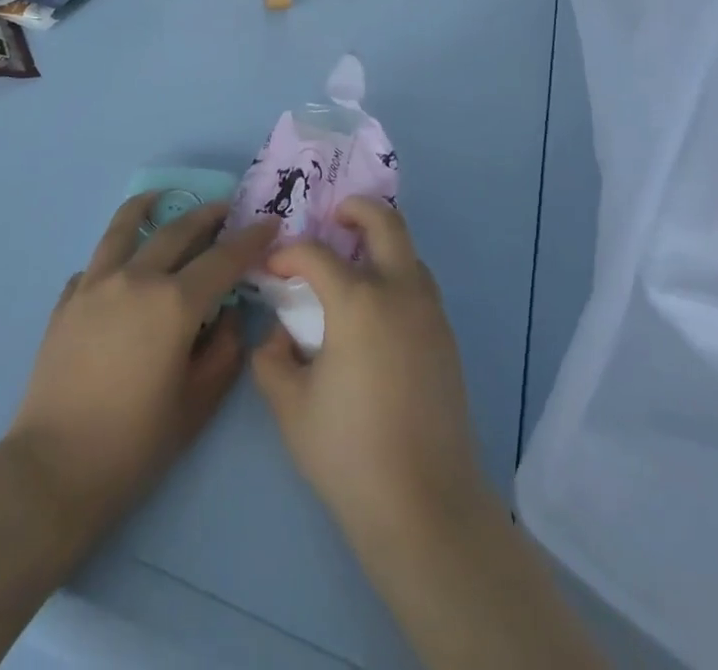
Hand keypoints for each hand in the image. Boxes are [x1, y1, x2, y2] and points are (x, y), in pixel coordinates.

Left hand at [4, 196, 277, 544]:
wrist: (54, 469)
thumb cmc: (134, 444)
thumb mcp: (196, 405)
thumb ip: (222, 353)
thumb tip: (228, 317)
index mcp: (173, 303)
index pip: (223, 259)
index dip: (250, 239)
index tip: (269, 222)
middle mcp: (135, 279)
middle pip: (177, 232)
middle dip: (206, 216)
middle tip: (225, 209)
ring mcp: (95, 285)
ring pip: (125, 228)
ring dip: (148, 207)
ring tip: (160, 197)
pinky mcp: (67, 301)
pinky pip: (95, 264)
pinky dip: (113, 255)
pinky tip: (119, 266)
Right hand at [251, 199, 491, 550]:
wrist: (425, 506)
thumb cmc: (349, 452)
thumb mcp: (289, 405)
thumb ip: (270, 357)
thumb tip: (278, 333)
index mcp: (358, 302)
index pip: (315, 254)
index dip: (288, 255)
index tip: (272, 271)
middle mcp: (399, 293)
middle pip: (385, 223)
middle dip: (355, 210)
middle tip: (331, 220)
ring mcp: (430, 314)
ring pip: (409, 251)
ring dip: (380, 242)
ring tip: (351, 264)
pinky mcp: (447, 338)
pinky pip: (420, 285)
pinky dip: (396, 275)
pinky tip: (375, 311)